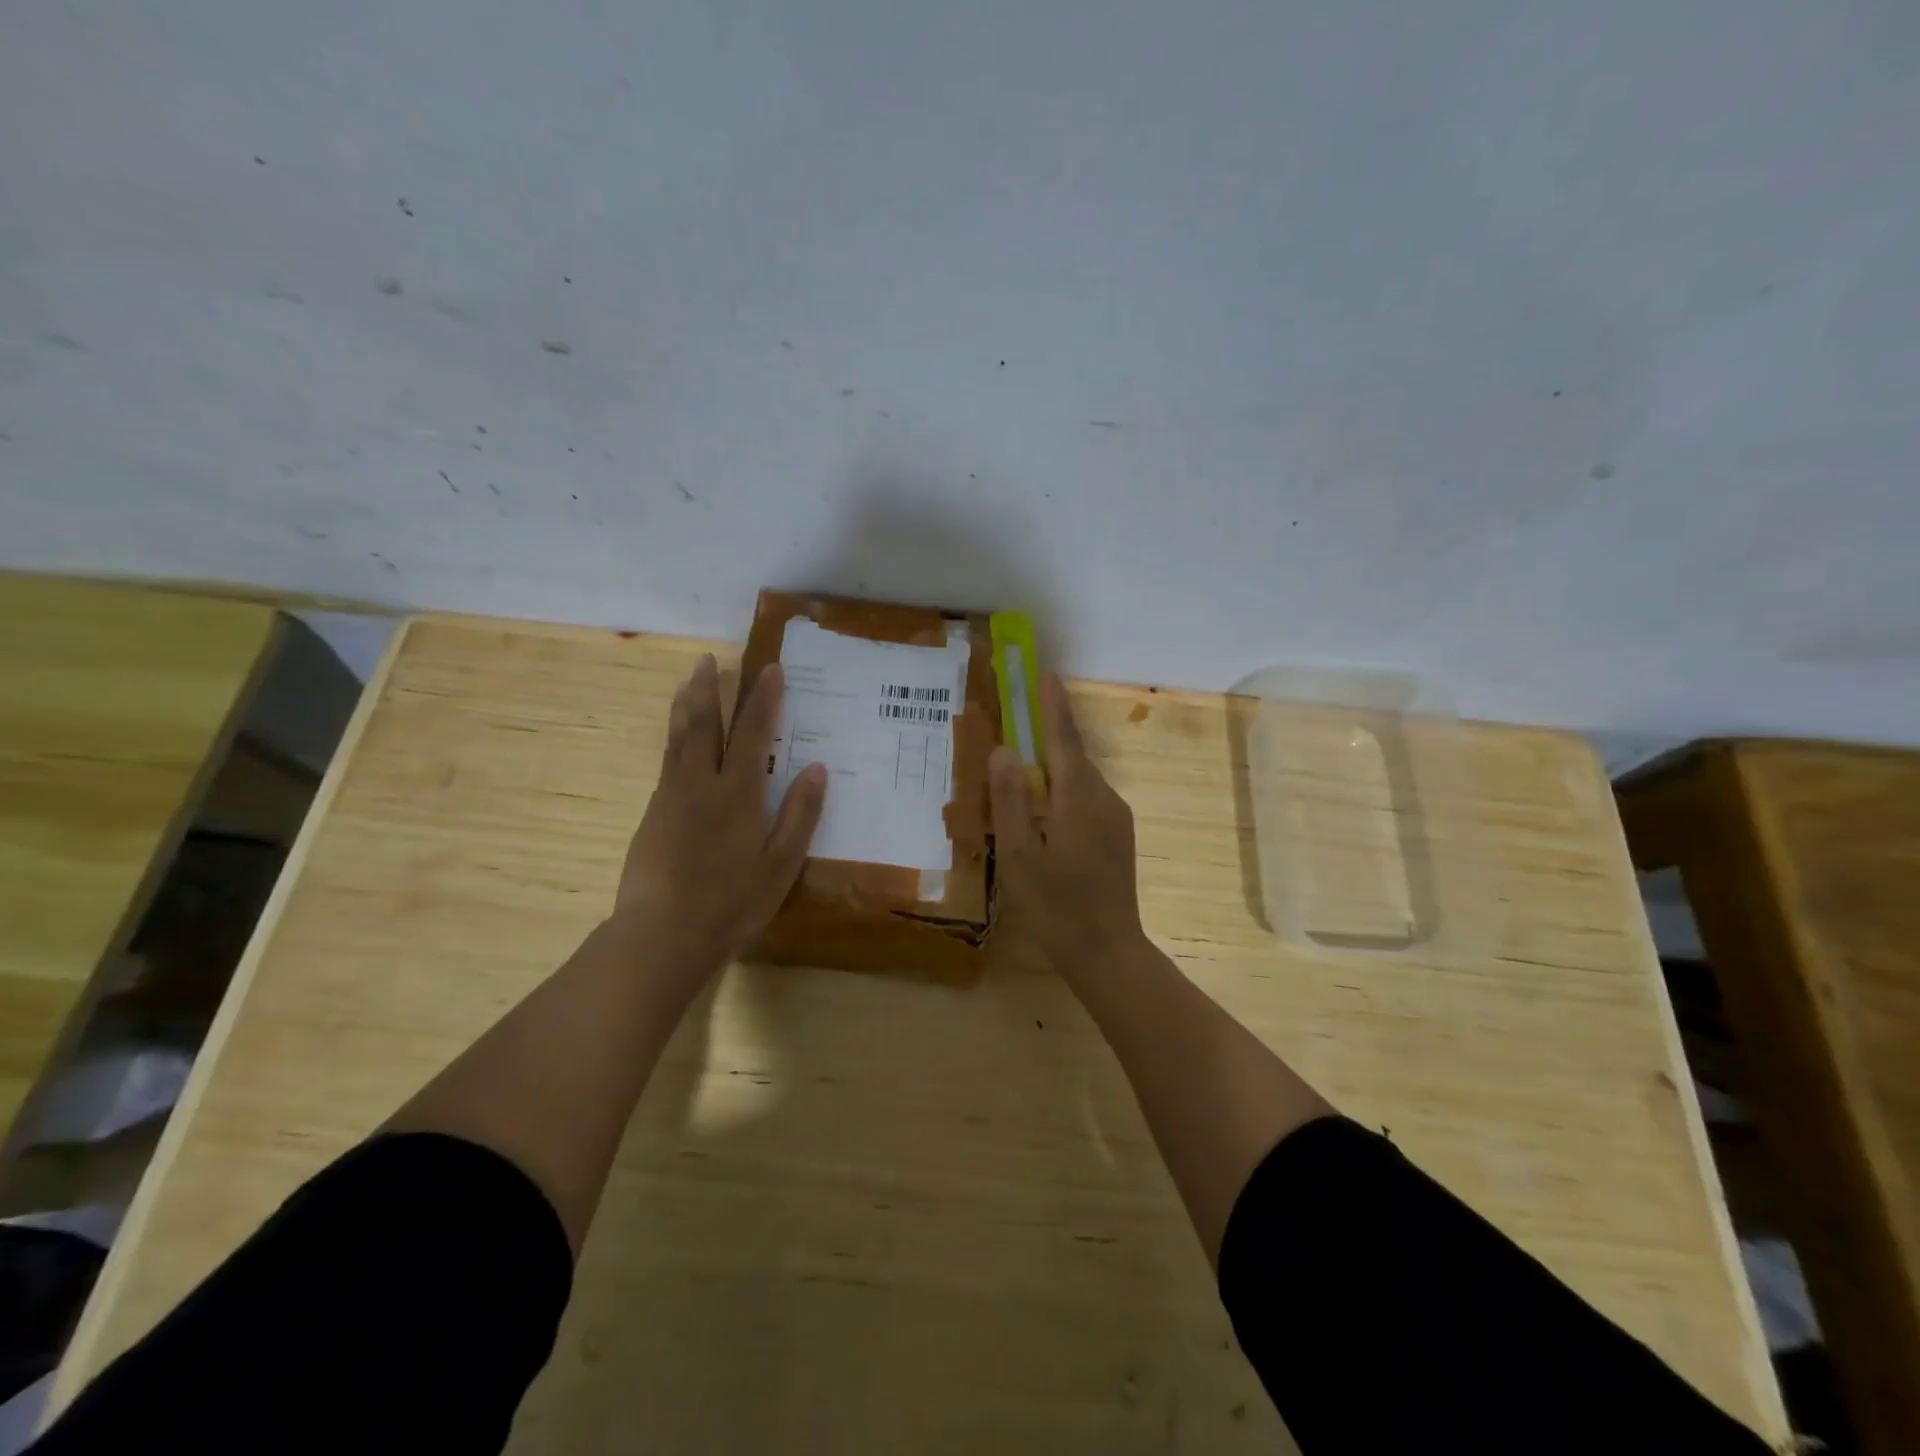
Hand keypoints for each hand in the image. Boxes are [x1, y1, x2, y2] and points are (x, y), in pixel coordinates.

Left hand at [615, 655, 825, 975]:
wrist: (662, 935)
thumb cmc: (731, 902)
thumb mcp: (781, 864)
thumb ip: (800, 814)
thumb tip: (817, 768)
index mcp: (738, 793)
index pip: (754, 732)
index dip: (763, 698)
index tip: (770, 668)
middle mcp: (701, 783)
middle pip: (704, 724)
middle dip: (710, 689)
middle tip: (711, 659)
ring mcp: (671, 797)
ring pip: (678, 738)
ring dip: (685, 705)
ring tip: (689, 680)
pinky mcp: (652, 814)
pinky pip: (666, 760)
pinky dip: (675, 736)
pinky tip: (678, 739)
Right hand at [989, 672, 1146, 974]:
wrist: (1109, 952)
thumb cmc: (1057, 906)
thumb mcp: (1020, 855)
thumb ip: (1011, 801)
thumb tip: (1004, 750)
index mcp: (1078, 798)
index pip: (1064, 739)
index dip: (1053, 705)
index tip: (1046, 674)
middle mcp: (1103, 798)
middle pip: (1073, 756)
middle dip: (1050, 732)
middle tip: (1020, 718)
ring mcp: (1116, 818)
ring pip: (1080, 779)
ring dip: (1055, 765)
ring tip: (1023, 767)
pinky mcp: (1118, 837)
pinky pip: (1087, 798)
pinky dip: (1064, 790)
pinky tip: (1045, 810)